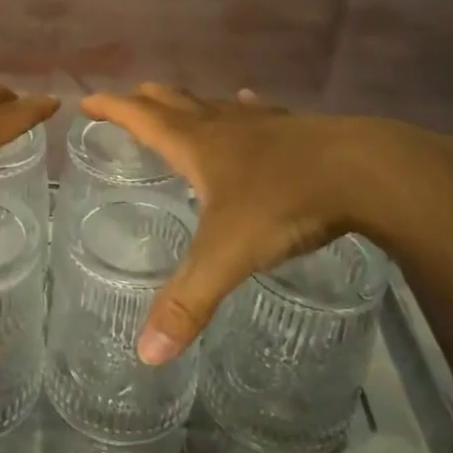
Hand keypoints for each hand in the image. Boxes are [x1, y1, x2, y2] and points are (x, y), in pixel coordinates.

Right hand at [79, 85, 452, 363]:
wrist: (365, 172)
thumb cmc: (285, 204)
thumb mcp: (227, 256)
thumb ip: (188, 302)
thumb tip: (147, 354)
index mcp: (197, 146)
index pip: (141, 118)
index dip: (112, 108)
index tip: (87, 101)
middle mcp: (224, 127)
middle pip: (175, 103)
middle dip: (147, 101)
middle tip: (129, 98)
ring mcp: (263, 125)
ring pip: (215, 106)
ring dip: (191, 103)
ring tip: (178, 101)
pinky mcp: (297, 130)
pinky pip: (260, 113)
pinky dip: (244, 108)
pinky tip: (249, 102)